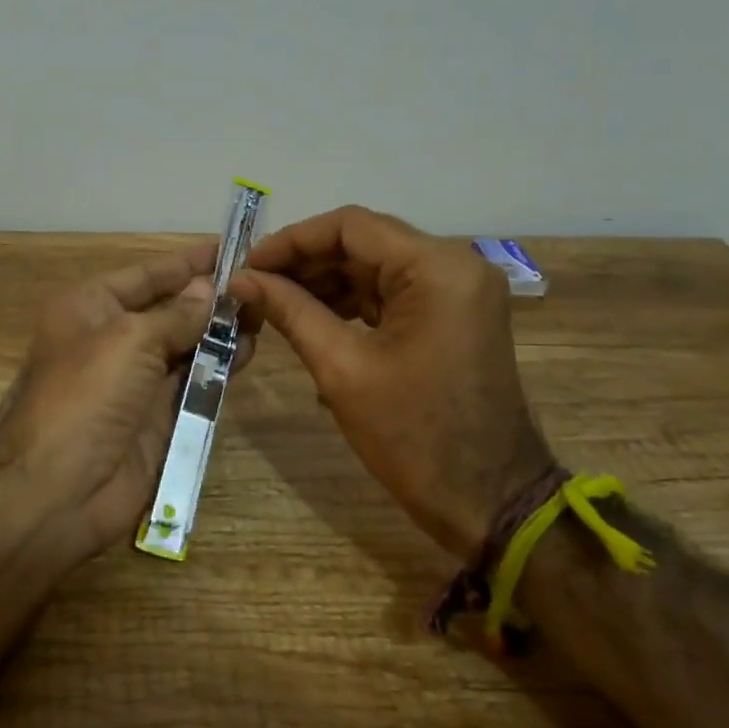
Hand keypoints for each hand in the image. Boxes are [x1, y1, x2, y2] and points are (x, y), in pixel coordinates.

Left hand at [0, 242, 249, 566]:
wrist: (58, 489)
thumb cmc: (87, 394)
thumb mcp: (131, 339)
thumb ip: (177, 314)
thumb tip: (207, 290)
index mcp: (91, 306)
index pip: (147, 274)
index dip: (188, 261)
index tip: (231, 247)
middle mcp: (112, 337)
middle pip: (170, 308)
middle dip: (211, 297)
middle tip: (261, 284)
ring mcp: (136, 379)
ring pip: (186, 345)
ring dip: (221, 331)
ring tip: (264, 313)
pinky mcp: (157, 416)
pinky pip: (193, 383)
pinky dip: (219, 367)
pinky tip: (249, 351)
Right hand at [229, 206, 554, 560]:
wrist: (488, 500)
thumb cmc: (413, 435)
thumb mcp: (342, 369)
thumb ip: (290, 311)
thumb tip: (241, 280)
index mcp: (437, 268)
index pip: (351, 226)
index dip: (293, 240)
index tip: (249, 265)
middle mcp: (455, 264)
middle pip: (365, 242)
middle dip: (306, 262)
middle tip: (255, 286)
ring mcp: (460, 290)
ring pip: (377, 266)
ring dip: (326, 281)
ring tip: (275, 303)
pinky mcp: (455, 315)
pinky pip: (394, 292)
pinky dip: (352, 301)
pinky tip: (312, 317)